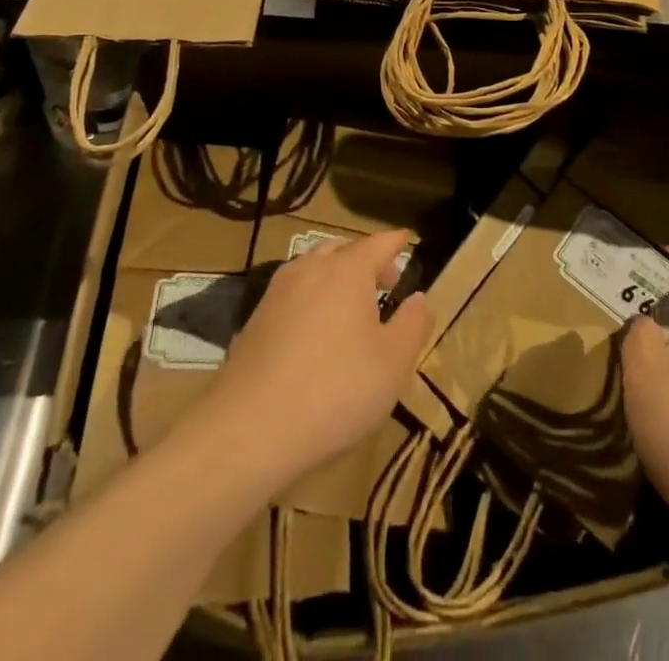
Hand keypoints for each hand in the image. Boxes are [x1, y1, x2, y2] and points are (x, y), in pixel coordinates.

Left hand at [201, 229, 432, 491]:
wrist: (248, 429)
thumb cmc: (335, 389)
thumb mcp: (393, 363)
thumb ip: (413, 324)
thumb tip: (420, 297)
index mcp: (347, 270)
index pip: (378, 243)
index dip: (396, 242)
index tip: (407, 238)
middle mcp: (310, 269)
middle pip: (342, 249)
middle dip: (365, 259)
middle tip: (385, 279)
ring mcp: (277, 293)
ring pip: (313, 269)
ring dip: (335, 277)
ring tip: (350, 305)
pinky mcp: (254, 322)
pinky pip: (292, 296)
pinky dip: (311, 300)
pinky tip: (315, 332)